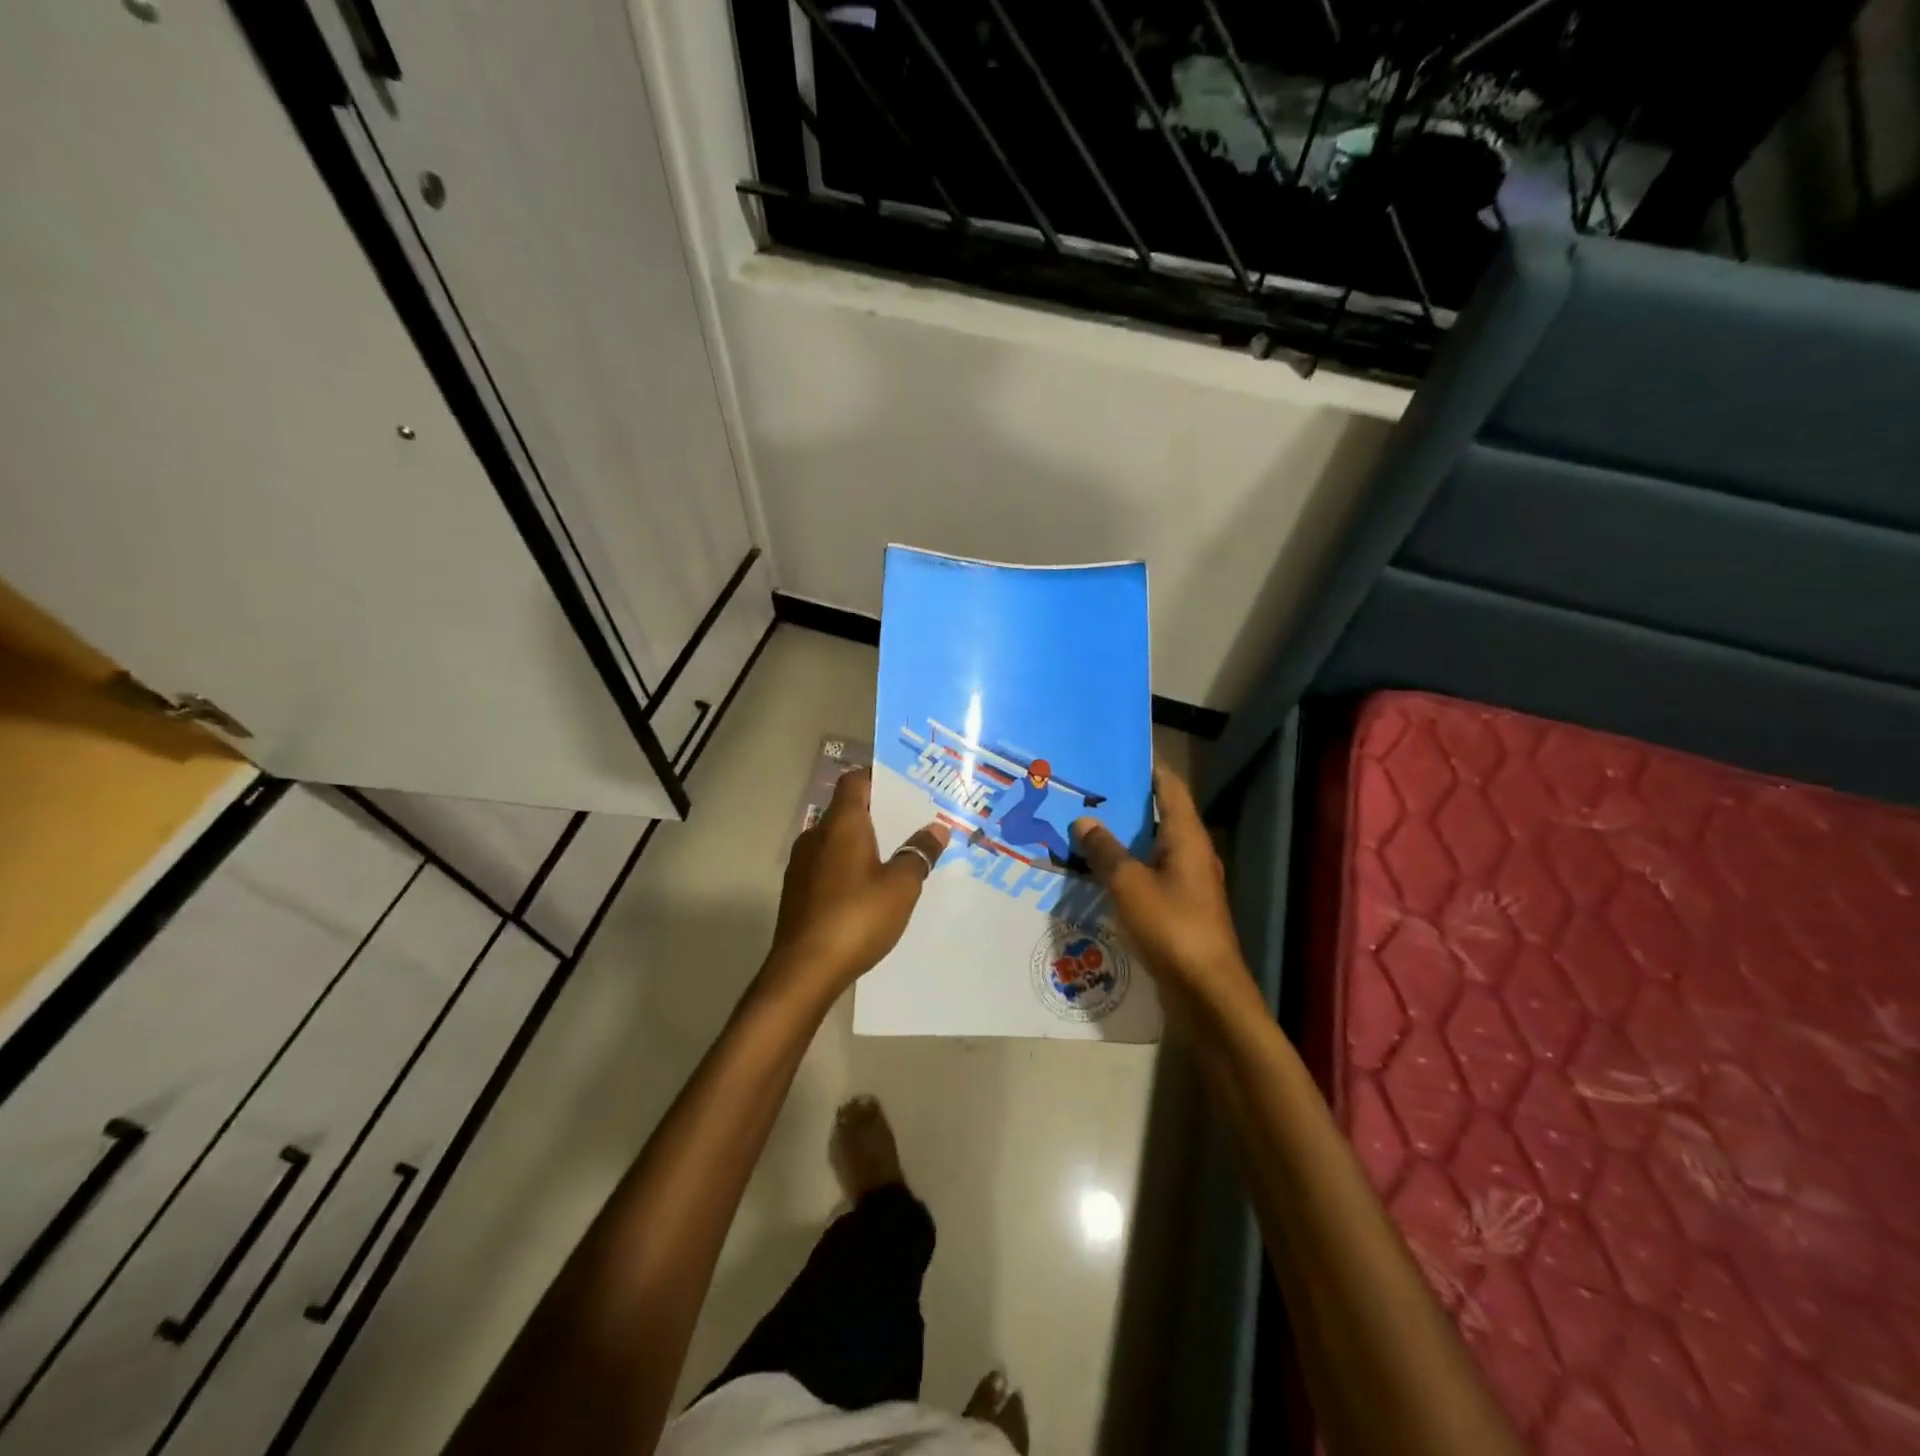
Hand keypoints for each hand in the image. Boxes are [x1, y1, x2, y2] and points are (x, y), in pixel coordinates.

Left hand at [767, 767, 950, 994]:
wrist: (804, 970)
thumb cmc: (857, 917)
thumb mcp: (901, 886)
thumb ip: (919, 853)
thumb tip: (936, 828)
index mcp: (841, 824)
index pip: (855, 781)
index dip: (878, 778)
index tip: (905, 785)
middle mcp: (816, 835)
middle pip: (847, 809)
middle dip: (878, 813)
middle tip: (911, 822)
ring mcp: (802, 864)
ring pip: (836, 839)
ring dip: (862, 842)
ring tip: (894, 856)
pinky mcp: (797, 891)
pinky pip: (827, 864)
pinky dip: (848, 866)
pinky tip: (868, 889)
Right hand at [1072, 763, 1257, 1015]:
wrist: (1206, 992)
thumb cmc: (1171, 927)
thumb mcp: (1129, 884)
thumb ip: (1105, 850)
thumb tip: (1084, 821)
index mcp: (1187, 836)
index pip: (1169, 785)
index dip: (1146, 766)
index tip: (1115, 753)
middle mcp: (1191, 853)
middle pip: (1159, 815)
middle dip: (1124, 803)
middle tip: (1085, 792)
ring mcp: (1187, 883)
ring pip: (1151, 848)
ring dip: (1122, 838)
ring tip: (1082, 828)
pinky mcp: (1179, 909)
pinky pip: (1148, 877)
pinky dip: (1125, 869)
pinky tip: (1096, 874)